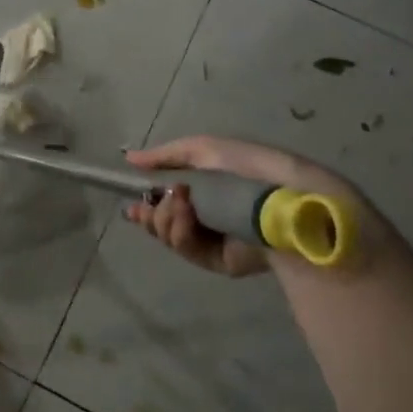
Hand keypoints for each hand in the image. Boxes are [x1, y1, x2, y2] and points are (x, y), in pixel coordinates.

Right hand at [124, 136, 379, 278]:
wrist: (283, 197)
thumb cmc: (247, 167)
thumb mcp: (203, 149)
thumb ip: (165, 156)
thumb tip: (129, 159)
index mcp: (207, 190)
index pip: (168, 200)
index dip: (147, 202)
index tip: (131, 204)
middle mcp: (208, 216)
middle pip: (163, 223)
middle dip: (151, 214)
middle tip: (148, 206)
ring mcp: (214, 241)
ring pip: (170, 237)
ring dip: (164, 219)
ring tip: (178, 204)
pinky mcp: (221, 262)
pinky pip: (188, 250)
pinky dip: (179, 232)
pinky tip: (184, 216)